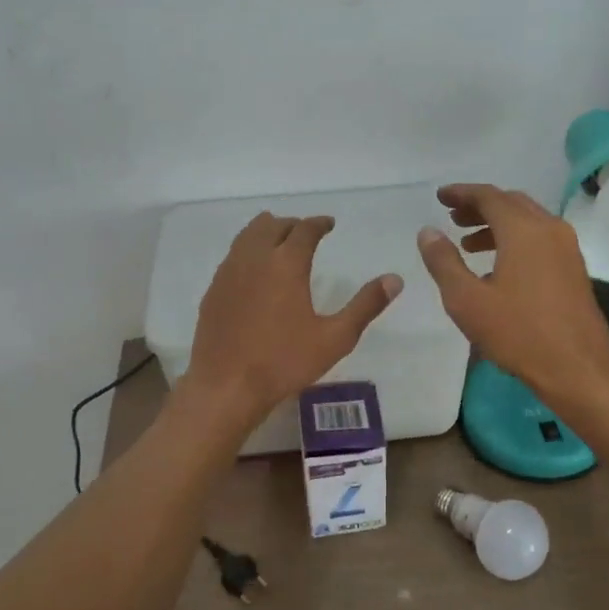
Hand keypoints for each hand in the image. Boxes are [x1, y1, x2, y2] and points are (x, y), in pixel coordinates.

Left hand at [181, 213, 402, 431]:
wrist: (226, 386)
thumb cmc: (284, 362)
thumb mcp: (335, 338)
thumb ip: (365, 305)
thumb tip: (395, 279)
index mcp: (287, 264)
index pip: (304, 229)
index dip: (319, 223)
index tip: (329, 224)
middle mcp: (255, 258)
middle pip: (272, 225)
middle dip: (292, 224)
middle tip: (306, 233)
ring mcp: (229, 273)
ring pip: (247, 236)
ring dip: (266, 232)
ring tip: (279, 242)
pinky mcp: (213, 290)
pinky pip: (232, 257)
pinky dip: (248, 252)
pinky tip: (254, 271)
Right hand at [417, 184, 608, 404]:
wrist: (576, 366)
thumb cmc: (517, 332)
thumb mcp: (467, 299)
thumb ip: (444, 261)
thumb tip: (428, 231)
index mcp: (523, 230)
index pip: (489, 196)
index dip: (461, 193)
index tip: (440, 197)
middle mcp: (549, 229)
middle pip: (510, 203)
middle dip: (480, 206)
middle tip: (453, 218)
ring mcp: (567, 248)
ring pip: (527, 221)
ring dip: (497, 225)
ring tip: (468, 244)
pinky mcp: (574, 268)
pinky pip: (540, 238)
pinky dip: (515, 239)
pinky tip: (496, 267)